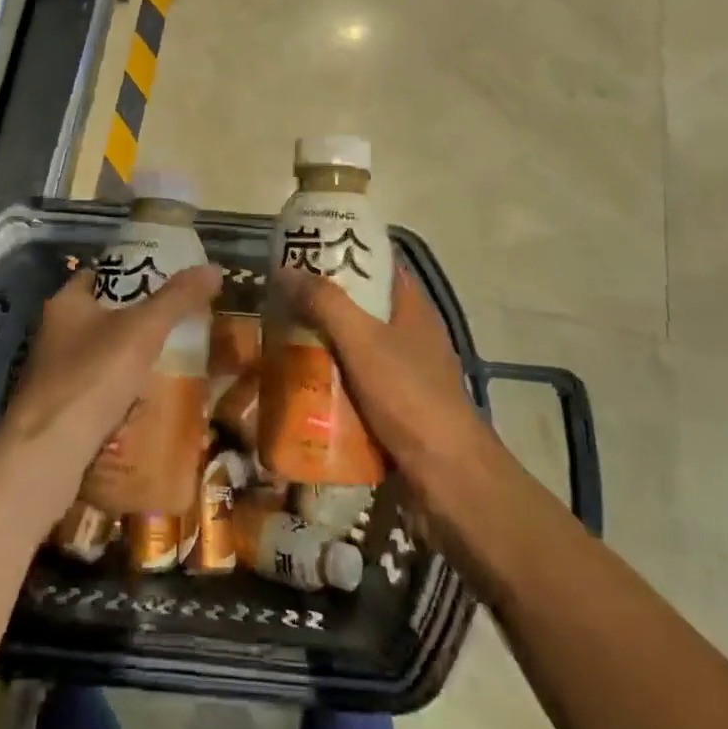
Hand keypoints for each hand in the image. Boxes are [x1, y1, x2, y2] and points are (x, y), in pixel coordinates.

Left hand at [0, 263, 222, 495]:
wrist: (47, 452)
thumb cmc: (92, 376)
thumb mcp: (143, 330)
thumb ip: (177, 298)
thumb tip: (214, 268)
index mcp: (66, 303)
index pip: (99, 275)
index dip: (131, 274)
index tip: (165, 282)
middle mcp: (53, 333)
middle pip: (102, 316)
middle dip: (136, 321)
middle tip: (176, 325)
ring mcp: (52, 373)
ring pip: (100, 356)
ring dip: (129, 360)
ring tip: (170, 363)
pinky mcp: (58, 409)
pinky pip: (96, 391)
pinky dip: (119, 393)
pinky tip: (146, 403)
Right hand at [276, 262, 492, 499]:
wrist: (447, 477)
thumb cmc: (409, 396)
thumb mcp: (362, 341)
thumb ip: (326, 303)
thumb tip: (286, 269)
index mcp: (412, 308)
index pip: (378, 264)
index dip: (345, 252)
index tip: (305, 251)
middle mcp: (410, 336)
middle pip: (362, 307)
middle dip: (323, 303)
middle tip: (280, 300)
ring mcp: (404, 375)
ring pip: (355, 348)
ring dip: (322, 345)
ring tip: (280, 340)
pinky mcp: (395, 409)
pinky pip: (355, 385)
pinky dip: (330, 382)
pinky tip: (299, 386)